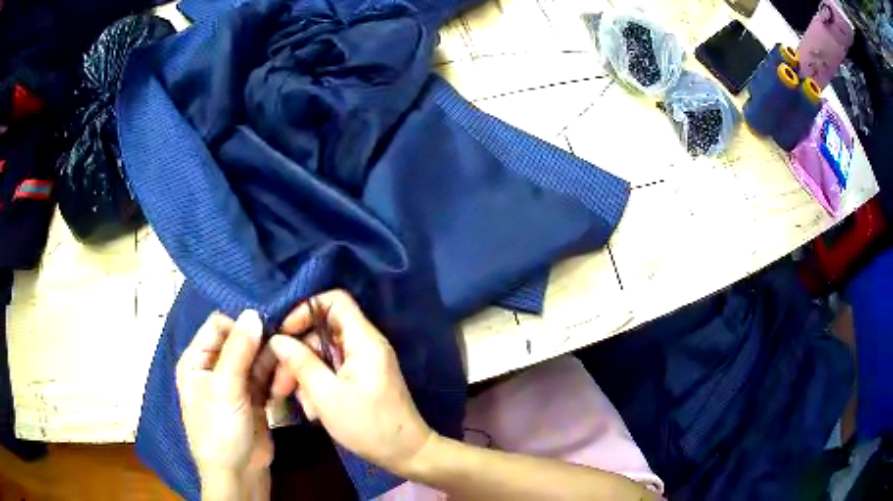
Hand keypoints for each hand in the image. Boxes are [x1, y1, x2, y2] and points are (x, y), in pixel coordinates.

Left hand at [176, 311, 272, 498]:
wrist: (239, 474)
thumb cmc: (220, 430)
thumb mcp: (225, 389)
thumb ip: (238, 350)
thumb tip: (253, 313)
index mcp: (196, 360)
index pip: (218, 326)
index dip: (241, 326)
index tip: (266, 332)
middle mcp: (214, 367)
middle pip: (240, 341)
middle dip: (261, 345)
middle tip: (284, 351)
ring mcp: (235, 383)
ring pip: (257, 359)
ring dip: (272, 363)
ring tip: (286, 375)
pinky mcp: (254, 397)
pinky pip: (266, 378)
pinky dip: (277, 379)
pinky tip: (285, 387)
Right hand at [266, 290, 434, 474]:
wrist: (406, 453)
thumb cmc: (368, 425)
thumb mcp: (326, 396)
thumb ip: (301, 363)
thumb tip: (278, 339)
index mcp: (363, 341)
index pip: (335, 301)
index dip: (306, 310)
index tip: (284, 333)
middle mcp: (365, 345)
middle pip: (323, 332)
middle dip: (297, 353)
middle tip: (279, 381)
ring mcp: (364, 363)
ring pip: (324, 355)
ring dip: (305, 374)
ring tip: (293, 400)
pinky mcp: (362, 379)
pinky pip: (333, 371)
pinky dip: (318, 385)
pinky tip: (311, 410)